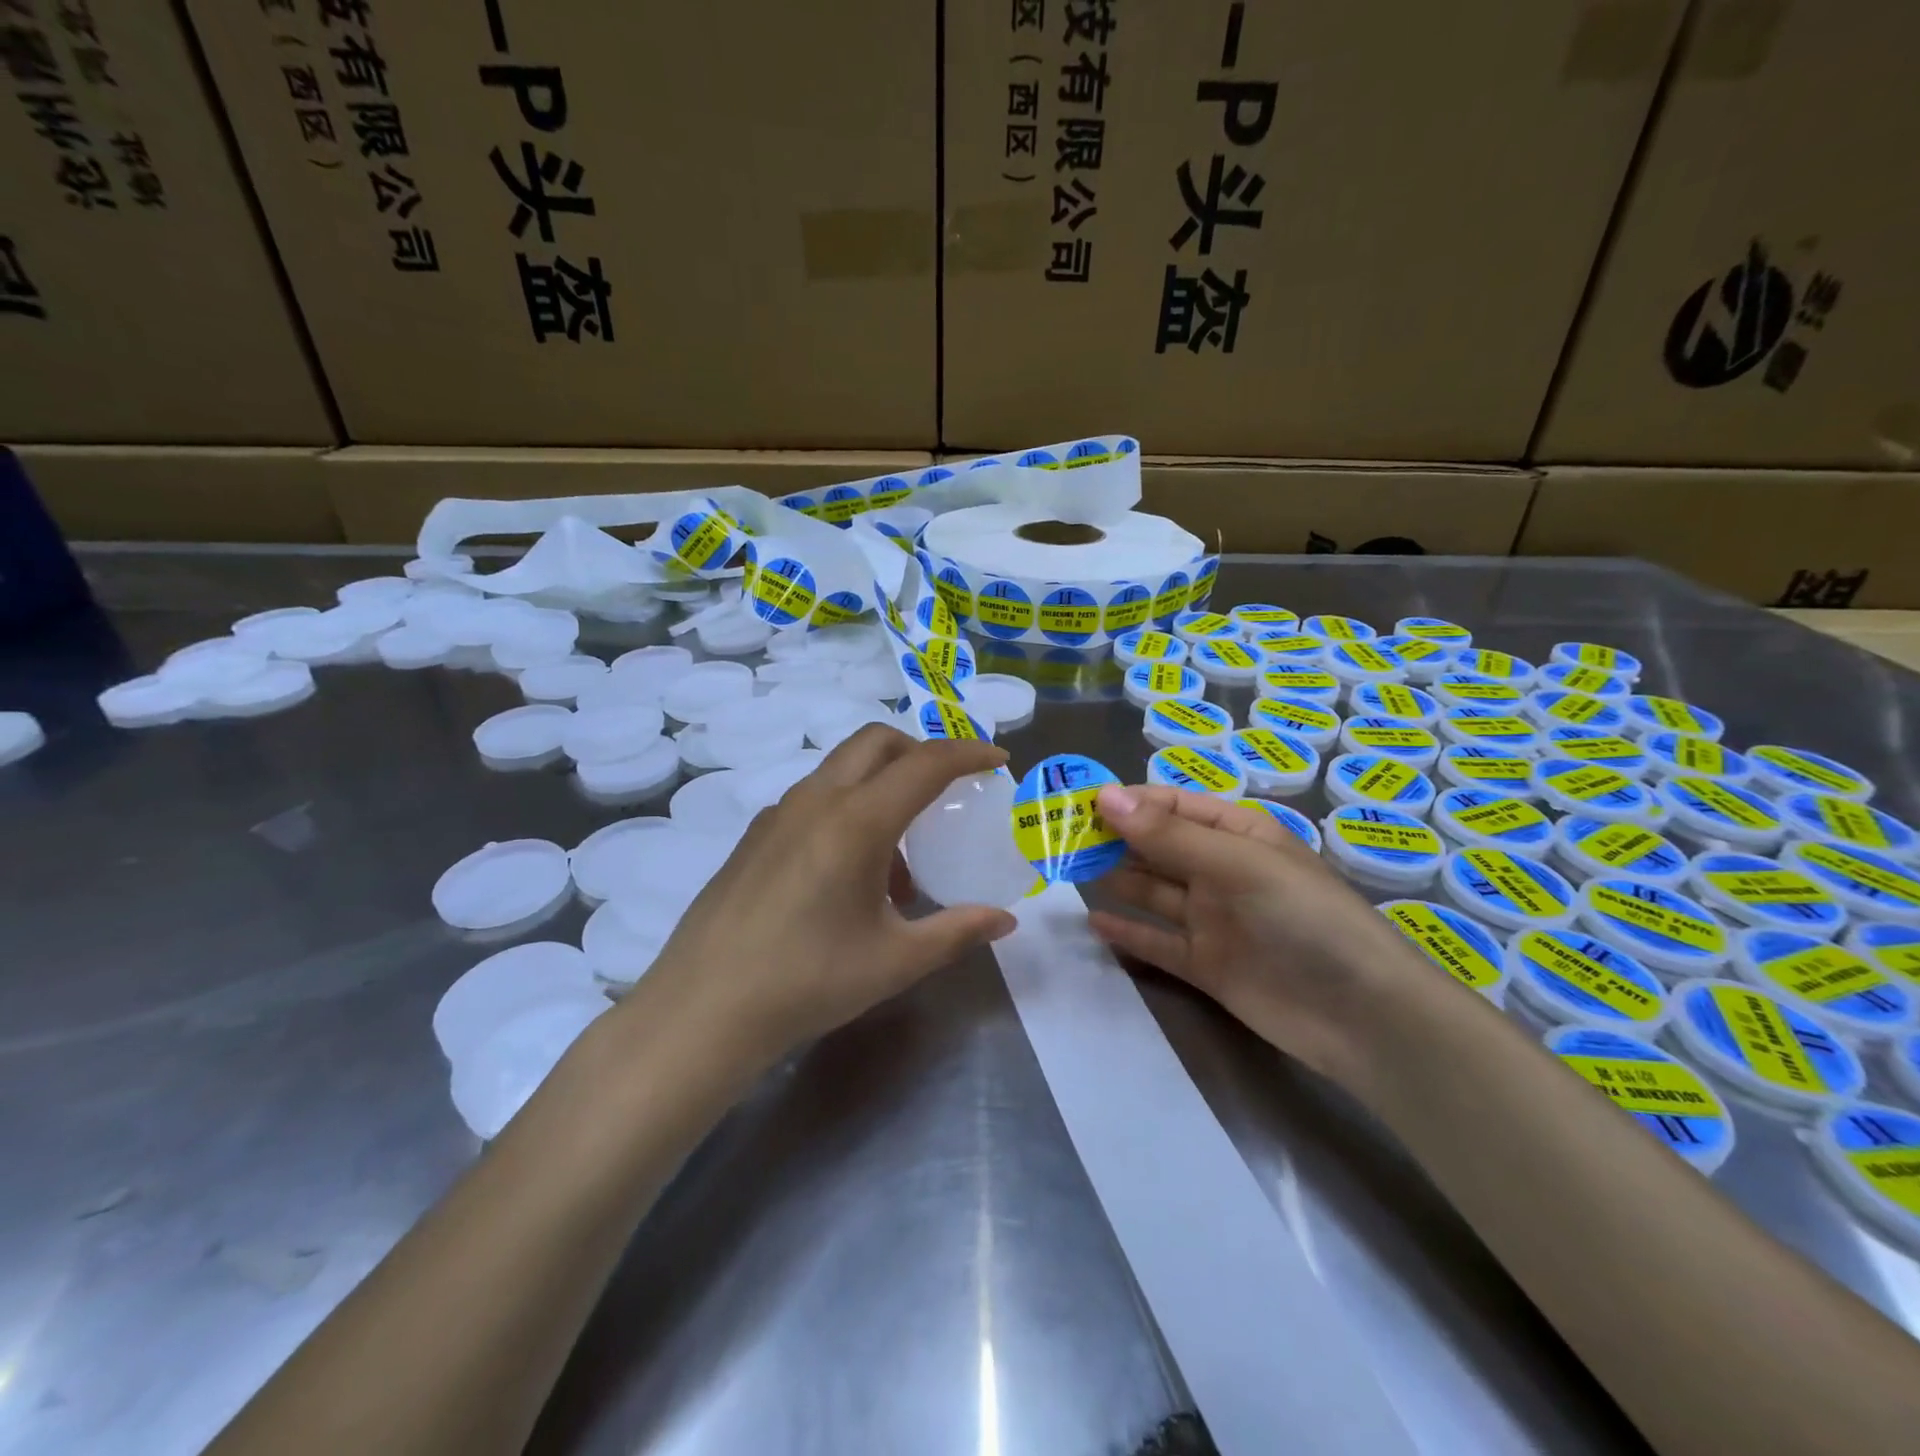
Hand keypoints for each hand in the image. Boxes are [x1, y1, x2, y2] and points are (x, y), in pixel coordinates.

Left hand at [631, 726, 1017, 1067]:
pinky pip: (815, 798)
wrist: (703, 1010)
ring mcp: (779, 814)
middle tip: (948, 789)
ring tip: (900, 859)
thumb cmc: (809, 981)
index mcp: (857, 821)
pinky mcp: (755, 836)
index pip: (925, 764)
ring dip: (882, 784)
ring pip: (842, 768)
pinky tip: (850, 875)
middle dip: (920, 750)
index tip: (997, 759)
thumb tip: (1006, 921)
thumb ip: (957, 931)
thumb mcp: (895, 961)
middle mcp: (817, 800)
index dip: (968, 754)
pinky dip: (848, 808)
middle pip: (876, 741)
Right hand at [1087, 784, 1436, 1084]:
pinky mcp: (1207, 964)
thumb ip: (1167, 835)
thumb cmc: (1304, 918)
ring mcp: (1214, 919)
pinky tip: (1093, 923)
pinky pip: (1158, 942)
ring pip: (1154, 891)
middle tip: (1060, 838)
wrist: (1361, 1016)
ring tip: (1068, 870)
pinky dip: (1129, 932)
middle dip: (1114, 839)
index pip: (1173, 806)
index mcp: (1238, 834)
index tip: (1078, 805)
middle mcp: (1222, 871)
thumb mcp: (1236, 865)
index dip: (1128, 803)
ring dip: (1116, 878)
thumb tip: (1104, 796)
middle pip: (1159, 847)